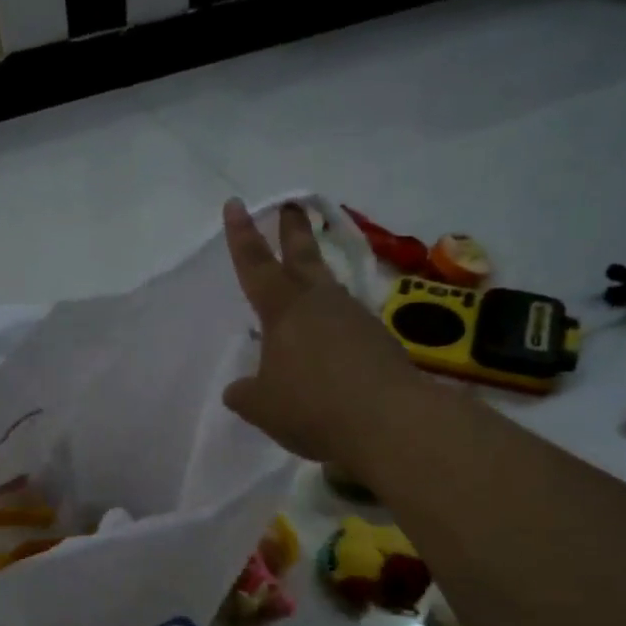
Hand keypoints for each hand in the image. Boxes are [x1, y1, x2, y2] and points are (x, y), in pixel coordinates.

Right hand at [221, 198, 417, 463]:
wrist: (388, 421)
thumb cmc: (312, 407)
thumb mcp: (262, 407)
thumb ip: (245, 394)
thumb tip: (238, 390)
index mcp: (283, 310)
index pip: (255, 265)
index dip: (242, 236)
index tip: (236, 204)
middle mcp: (320, 303)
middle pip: (303, 257)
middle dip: (293, 231)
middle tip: (292, 206)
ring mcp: (355, 319)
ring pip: (330, 290)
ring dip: (317, 282)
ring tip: (308, 289)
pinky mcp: (380, 341)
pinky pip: (349, 325)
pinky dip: (336, 328)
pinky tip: (333, 349)